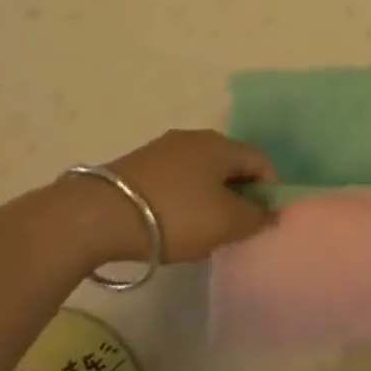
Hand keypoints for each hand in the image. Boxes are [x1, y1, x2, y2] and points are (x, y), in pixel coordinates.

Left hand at [75, 129, 276, 264]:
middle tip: (234, 229)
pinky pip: (175, 179)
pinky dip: (183, 199)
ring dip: (209, 198)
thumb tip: (271, 213)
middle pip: (230, 164)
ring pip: (201, 172)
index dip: (269, 189)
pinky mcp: (139, 164)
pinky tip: (171, 224)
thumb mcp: (224, 223)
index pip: (260, 160)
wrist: (100, 214)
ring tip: (201, 232)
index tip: (263, 220)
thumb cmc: (175, 215)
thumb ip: (254, 219)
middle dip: (238, 195)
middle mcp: (196, 138)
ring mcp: (164, 148)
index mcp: (221, 145)